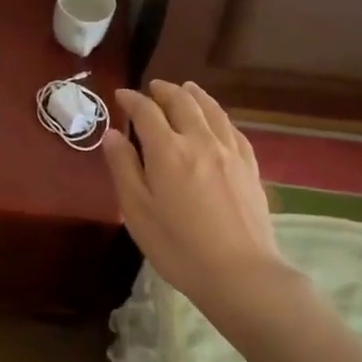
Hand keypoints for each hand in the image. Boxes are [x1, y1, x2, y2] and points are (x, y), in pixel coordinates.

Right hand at [101, 80, 290, 312]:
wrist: (240, 273)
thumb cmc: (178, 247)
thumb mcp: (137, 211)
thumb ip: (123, 168)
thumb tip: (112, 134)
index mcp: (167, 151)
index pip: (146, 112)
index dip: (132, 100)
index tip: (121, 95)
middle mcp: (200, 141)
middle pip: (183, 102)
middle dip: (165, 91)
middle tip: (153, 88)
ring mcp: (229, 152)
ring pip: (212, 110)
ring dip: (195, 95)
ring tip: (186, 89)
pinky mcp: (250, 167)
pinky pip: (233, 130)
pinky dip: (219, 116)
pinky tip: (218, 120)